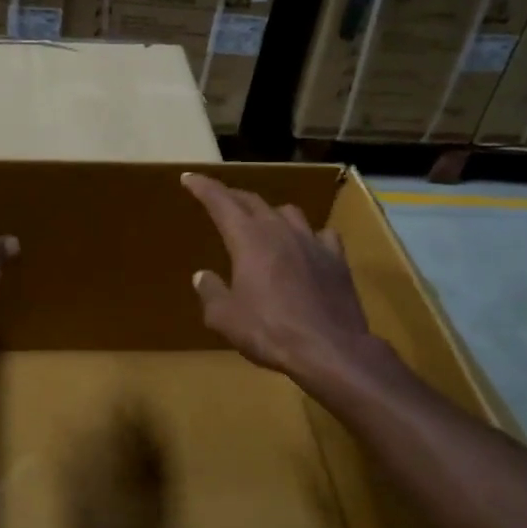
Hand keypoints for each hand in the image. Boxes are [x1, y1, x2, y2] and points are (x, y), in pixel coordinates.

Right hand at [181, 172, 382, 382]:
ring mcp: (312, 242)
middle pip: (253, 201)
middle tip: (220, 200)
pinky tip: (306, 246)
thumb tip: (202, 276)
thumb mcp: (225, 318)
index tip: (189, 177)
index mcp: (248, 239)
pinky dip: (308, 235)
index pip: (220, 201)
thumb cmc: (270, 331)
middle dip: (233, 197)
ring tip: (264, 223)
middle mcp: (279, 230)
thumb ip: (211, 292)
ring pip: (288, 212)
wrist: (330, 350)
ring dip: (270, 213)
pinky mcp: (336, 259)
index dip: (203, 187)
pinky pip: (321, 234)